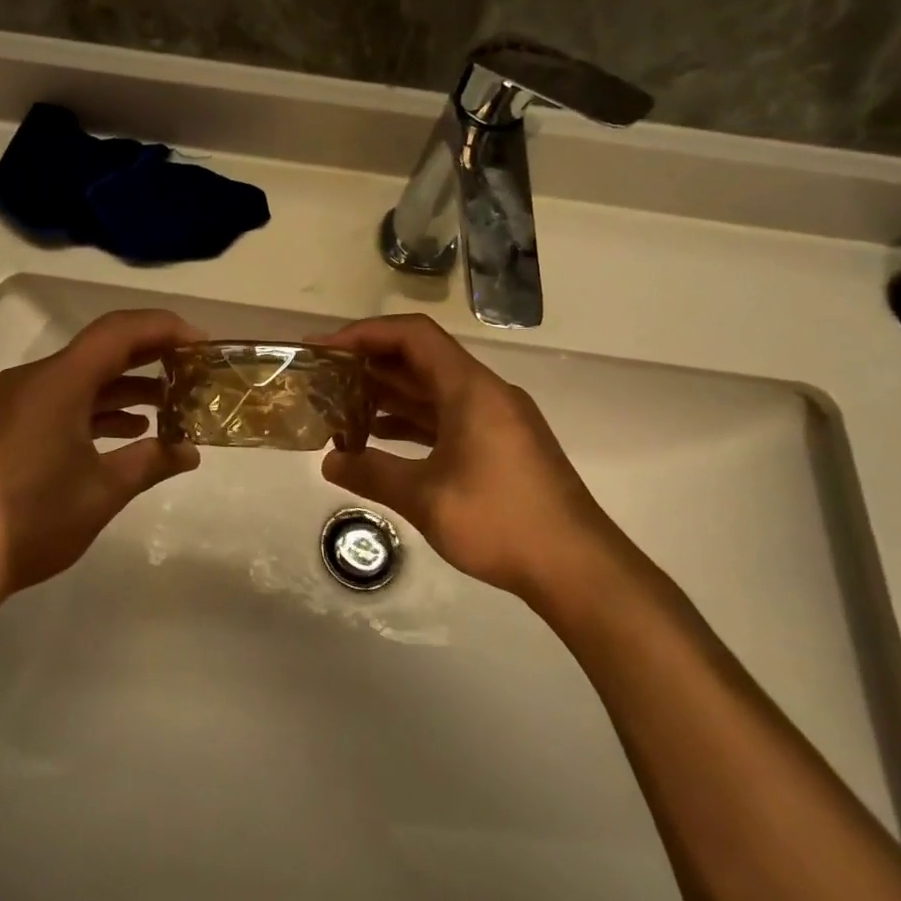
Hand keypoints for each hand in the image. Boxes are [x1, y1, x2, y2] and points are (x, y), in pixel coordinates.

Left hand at [0, 308, 202, 609]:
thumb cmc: (30, 521)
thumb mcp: (101, 492)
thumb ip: (150, 463)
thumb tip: (190, 452)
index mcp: (56, 382)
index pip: (118, 332)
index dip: (164, 329)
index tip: (201, 345)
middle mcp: (30, 379)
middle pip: (98, 351)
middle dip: (148, 358)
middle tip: (191, 372)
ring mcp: (10, 402)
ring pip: (77, 378)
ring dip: (121, 388)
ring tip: (167, 407)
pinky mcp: (1, 425)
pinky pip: (56, 401)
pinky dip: (92, 409)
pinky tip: (123, 432)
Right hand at [319, 314, 646, 625]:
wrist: (577, 567)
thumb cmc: (501, 522)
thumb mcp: (425, 498)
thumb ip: (372, 474)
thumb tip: (329, 463)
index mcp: (471, 389)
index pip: (413, 336)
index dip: (364, 334)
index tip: (323, 350)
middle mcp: (485, 393)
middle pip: (421, 359)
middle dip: (369, 364)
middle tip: (323, 378)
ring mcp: (495, 419)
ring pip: (433, 390)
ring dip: (388, 394)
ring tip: (341, 406)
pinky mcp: (500, 445)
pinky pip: (447, 416)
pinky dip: (411, 421)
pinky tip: (380, 437)